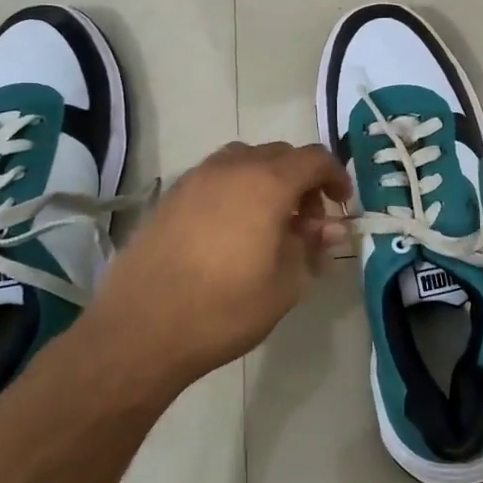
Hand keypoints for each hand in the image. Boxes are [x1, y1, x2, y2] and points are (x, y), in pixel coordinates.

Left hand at [92, 141, 349, 389]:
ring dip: (268, 180)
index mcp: (267, 182)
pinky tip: (232, 230)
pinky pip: (216, 177)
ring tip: (269, 223)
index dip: (335, 177)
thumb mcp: (285, 284)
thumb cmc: (224, 308)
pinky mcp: (171, 195)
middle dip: (302, 180)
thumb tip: (328, 228)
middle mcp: (232, 167)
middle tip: (307, 222)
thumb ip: (310, 247)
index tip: (341, 205)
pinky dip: (236, 189)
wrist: (142, 328)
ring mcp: (196, 177)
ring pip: (245, 161)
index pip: (314, 158)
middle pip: (280, 154)